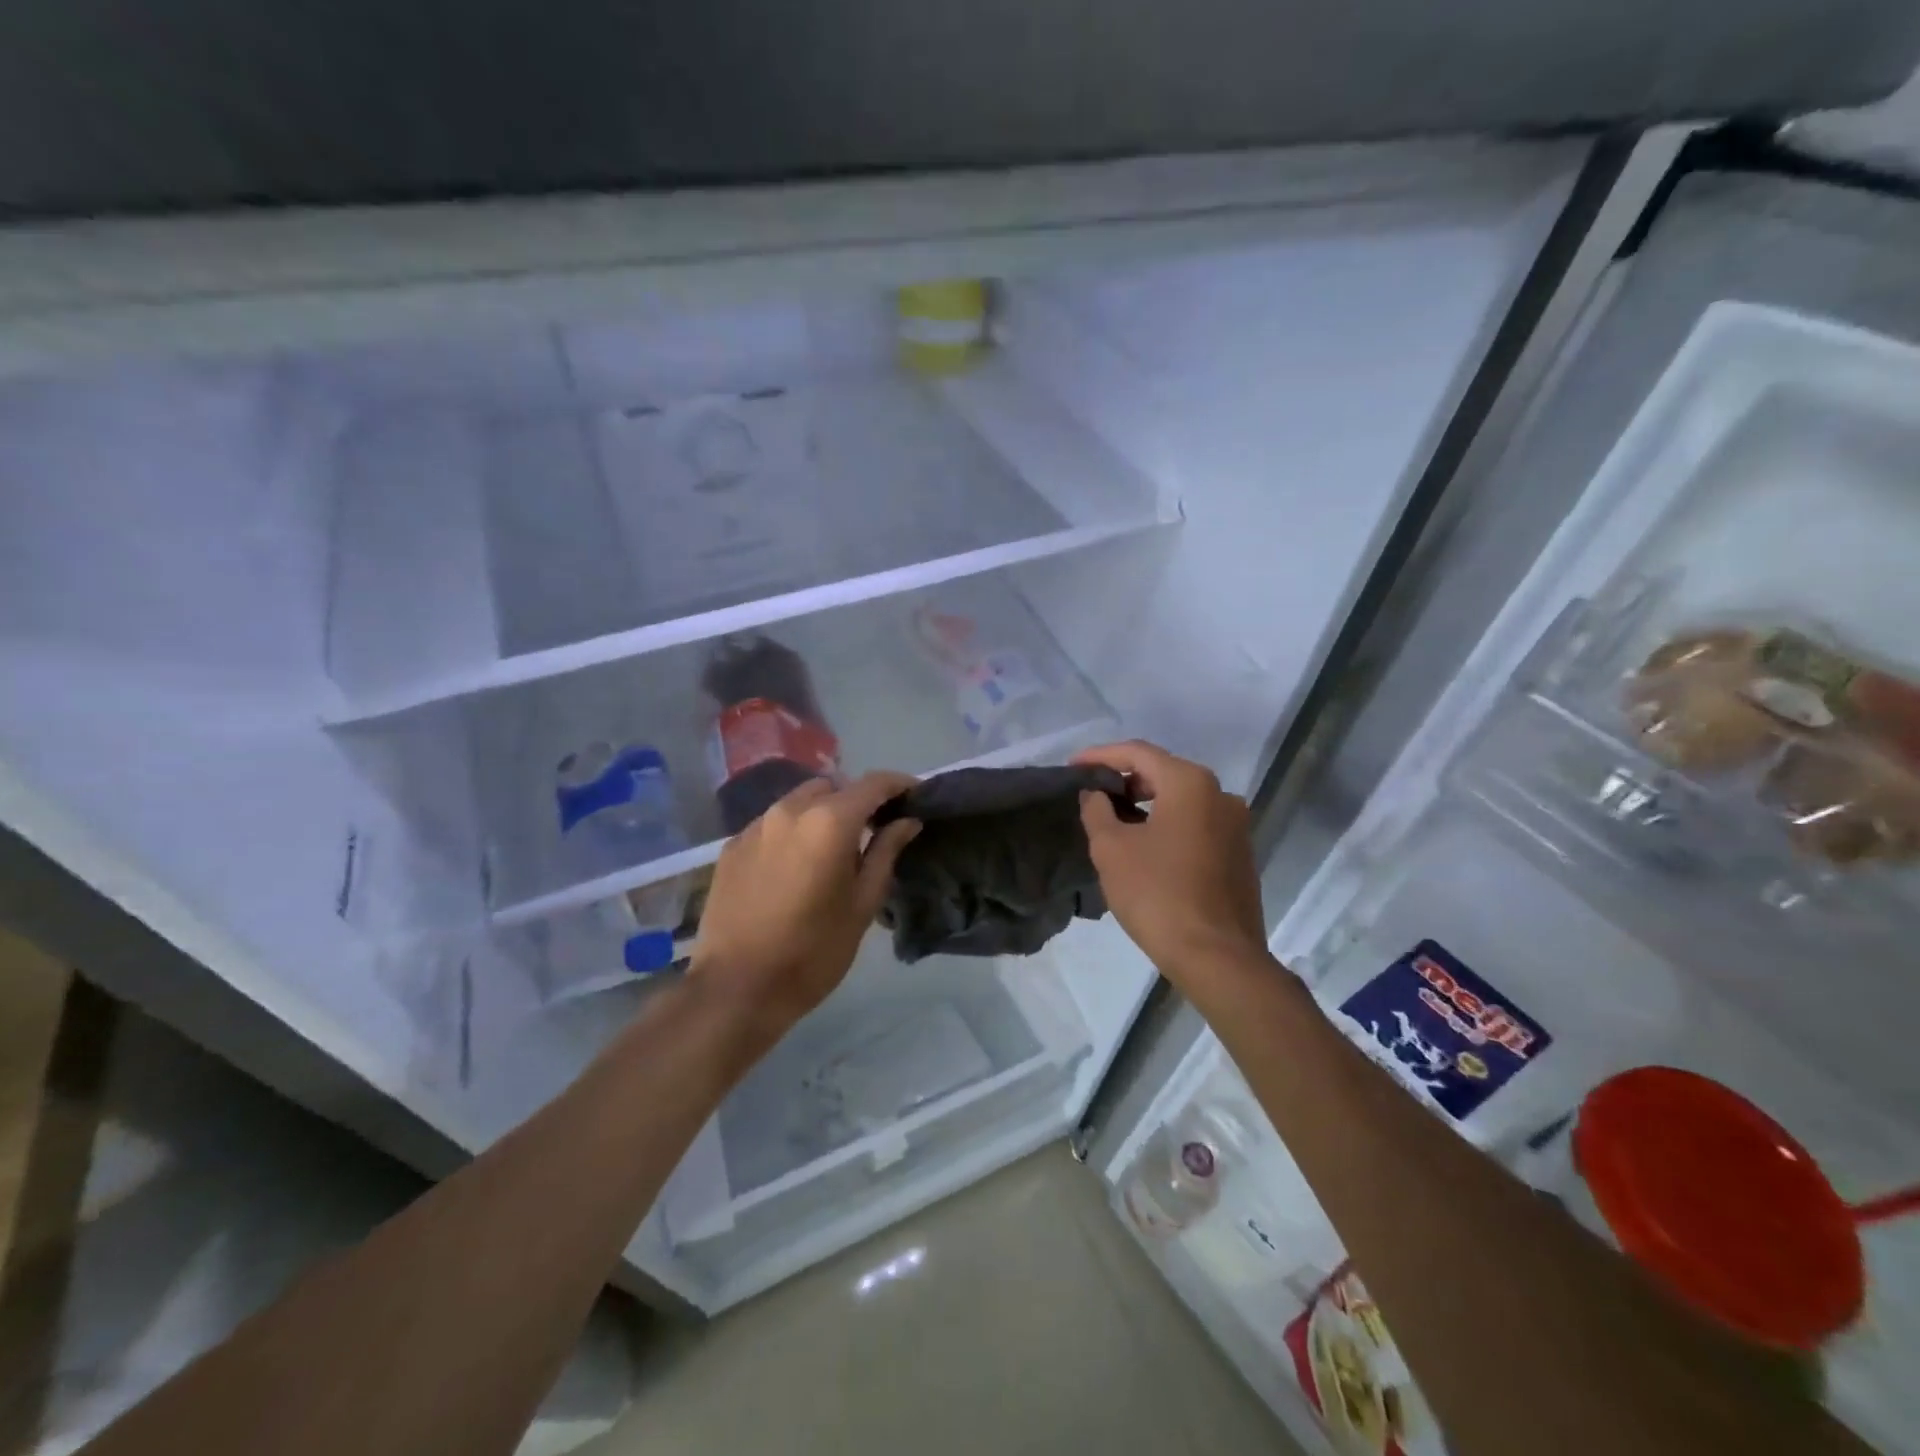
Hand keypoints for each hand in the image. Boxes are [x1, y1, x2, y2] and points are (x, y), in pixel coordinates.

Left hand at [690, 773, 920, 1041]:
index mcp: (829, 822)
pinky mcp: (732, 846)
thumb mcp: (863, 904)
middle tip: (872, 832)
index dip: (899, 785)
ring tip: (831, 850)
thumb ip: (886, 852)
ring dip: (822, 813)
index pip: (873, 784)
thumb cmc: (814, 951)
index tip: (915, 796)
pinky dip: (792, 831)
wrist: (737, 989)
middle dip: (857, 801)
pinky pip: (772, 824)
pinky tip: (795, 866)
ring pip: (799, 801)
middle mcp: (790, 810)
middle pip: (833, 787)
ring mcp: (755, 826)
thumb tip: (906, 820)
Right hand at [1075, 741, 1265, 983]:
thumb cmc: (1158, 894)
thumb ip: (1097, 810)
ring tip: (1113, 820)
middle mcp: (1220, 794)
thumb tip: (1096, 794)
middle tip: (1092, 794)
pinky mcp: (1240, 854)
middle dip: (1125, 780)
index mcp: (1190, 783)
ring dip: (1146, 804)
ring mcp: (1236, 825)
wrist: (1217, 957)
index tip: (1073, 767)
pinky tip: (1146, 846)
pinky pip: (1197, 824)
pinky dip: (1168, 824)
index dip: (1100, 756)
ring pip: (1182, 800)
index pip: (1138, 753)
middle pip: (1164, 772)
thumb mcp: (1111, 849)